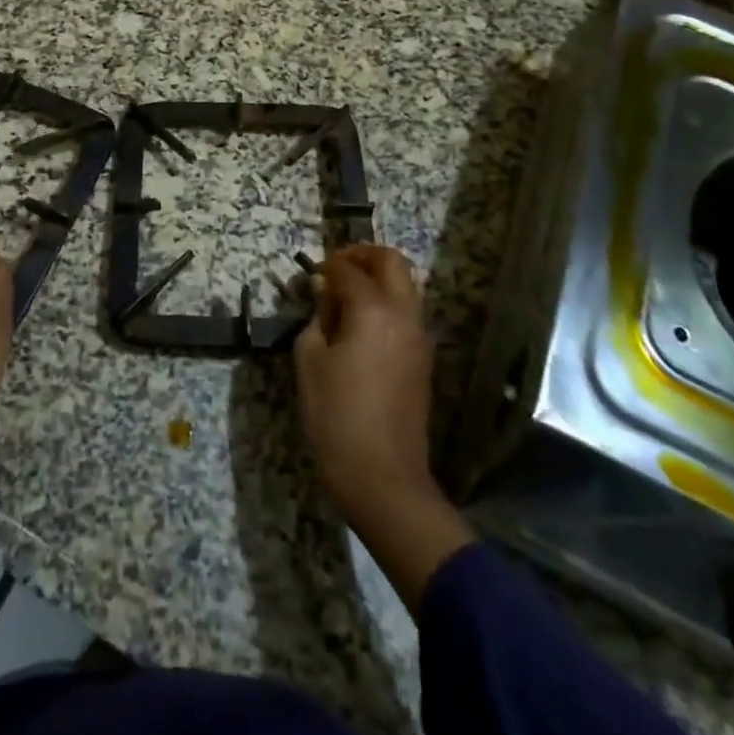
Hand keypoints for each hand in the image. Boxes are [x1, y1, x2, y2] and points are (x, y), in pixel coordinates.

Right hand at [295, 244, 472, 611]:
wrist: (384, 478)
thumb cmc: (336, 417)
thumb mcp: (310, 362)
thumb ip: (317, 318)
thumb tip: (324, 294)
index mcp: (373, 310)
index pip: (348, 269)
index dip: (326, 266)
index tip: (309, 276)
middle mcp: (403, 314)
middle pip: (392, 262)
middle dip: (363, 256)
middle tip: (336, 269)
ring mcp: (419, 337)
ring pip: (405, 286)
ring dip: (378, 280)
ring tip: (345, 299)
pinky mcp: (423, 360)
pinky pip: (407, 313)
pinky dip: (387, 304)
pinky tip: (360, 327)